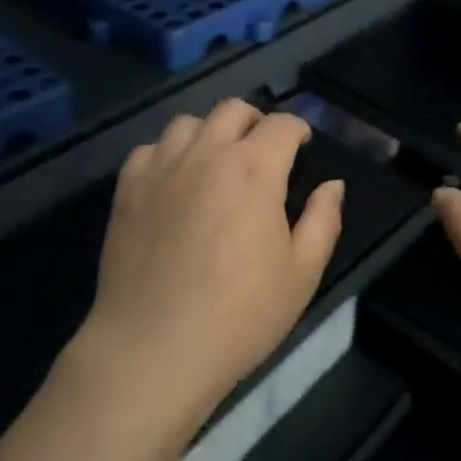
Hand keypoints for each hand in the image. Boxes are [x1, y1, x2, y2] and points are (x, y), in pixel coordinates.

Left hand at [81, 100, 343, 435]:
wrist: (153, 350)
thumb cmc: (238, 316)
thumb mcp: (301, 275)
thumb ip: (322, 221)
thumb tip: (332, 185)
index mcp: (254, 169)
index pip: (282, 124)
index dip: (298, 129)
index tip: (302, 147)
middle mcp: (207, 154)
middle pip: (233, 109)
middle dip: (256, 121)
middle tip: (263, 152)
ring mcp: (162, 168)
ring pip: (188, 121)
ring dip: (210, 132)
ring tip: (216, 161)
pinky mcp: (128, 189)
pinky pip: (148, 149)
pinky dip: (166, 154)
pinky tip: (173, 181)